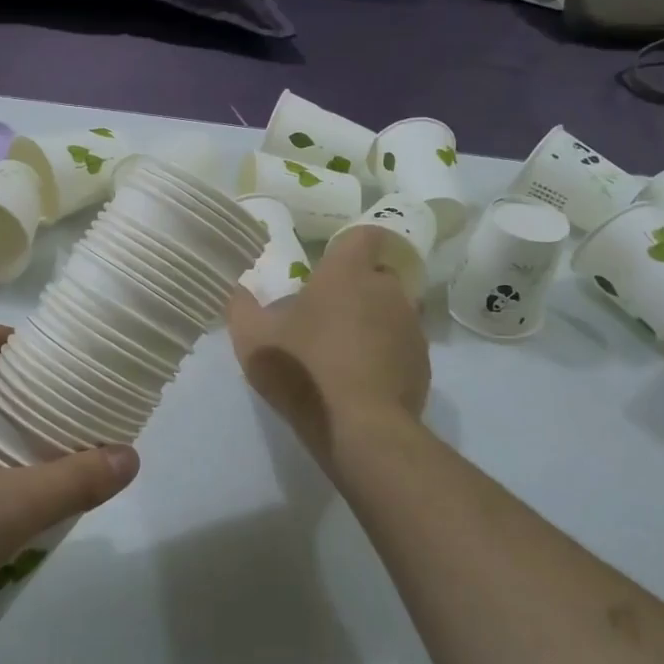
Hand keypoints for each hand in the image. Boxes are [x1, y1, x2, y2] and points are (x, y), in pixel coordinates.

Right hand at [227, 227, 429, 471]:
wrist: (359, 427)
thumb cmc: (303, 369)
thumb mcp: (252, 338)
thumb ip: (242, 307)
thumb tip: (240, 291)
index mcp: (347, 273)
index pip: (363, 235)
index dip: (349, 246)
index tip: (330, 266)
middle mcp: (387, 289)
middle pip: (376, 275)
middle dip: (355, 289)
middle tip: (326, 316)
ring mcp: (410, 326)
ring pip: (390, 311)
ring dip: (371, 323)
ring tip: (343, 353)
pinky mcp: (422, 362)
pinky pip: (401, 346)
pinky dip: (385, 355)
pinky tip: (362, 380)